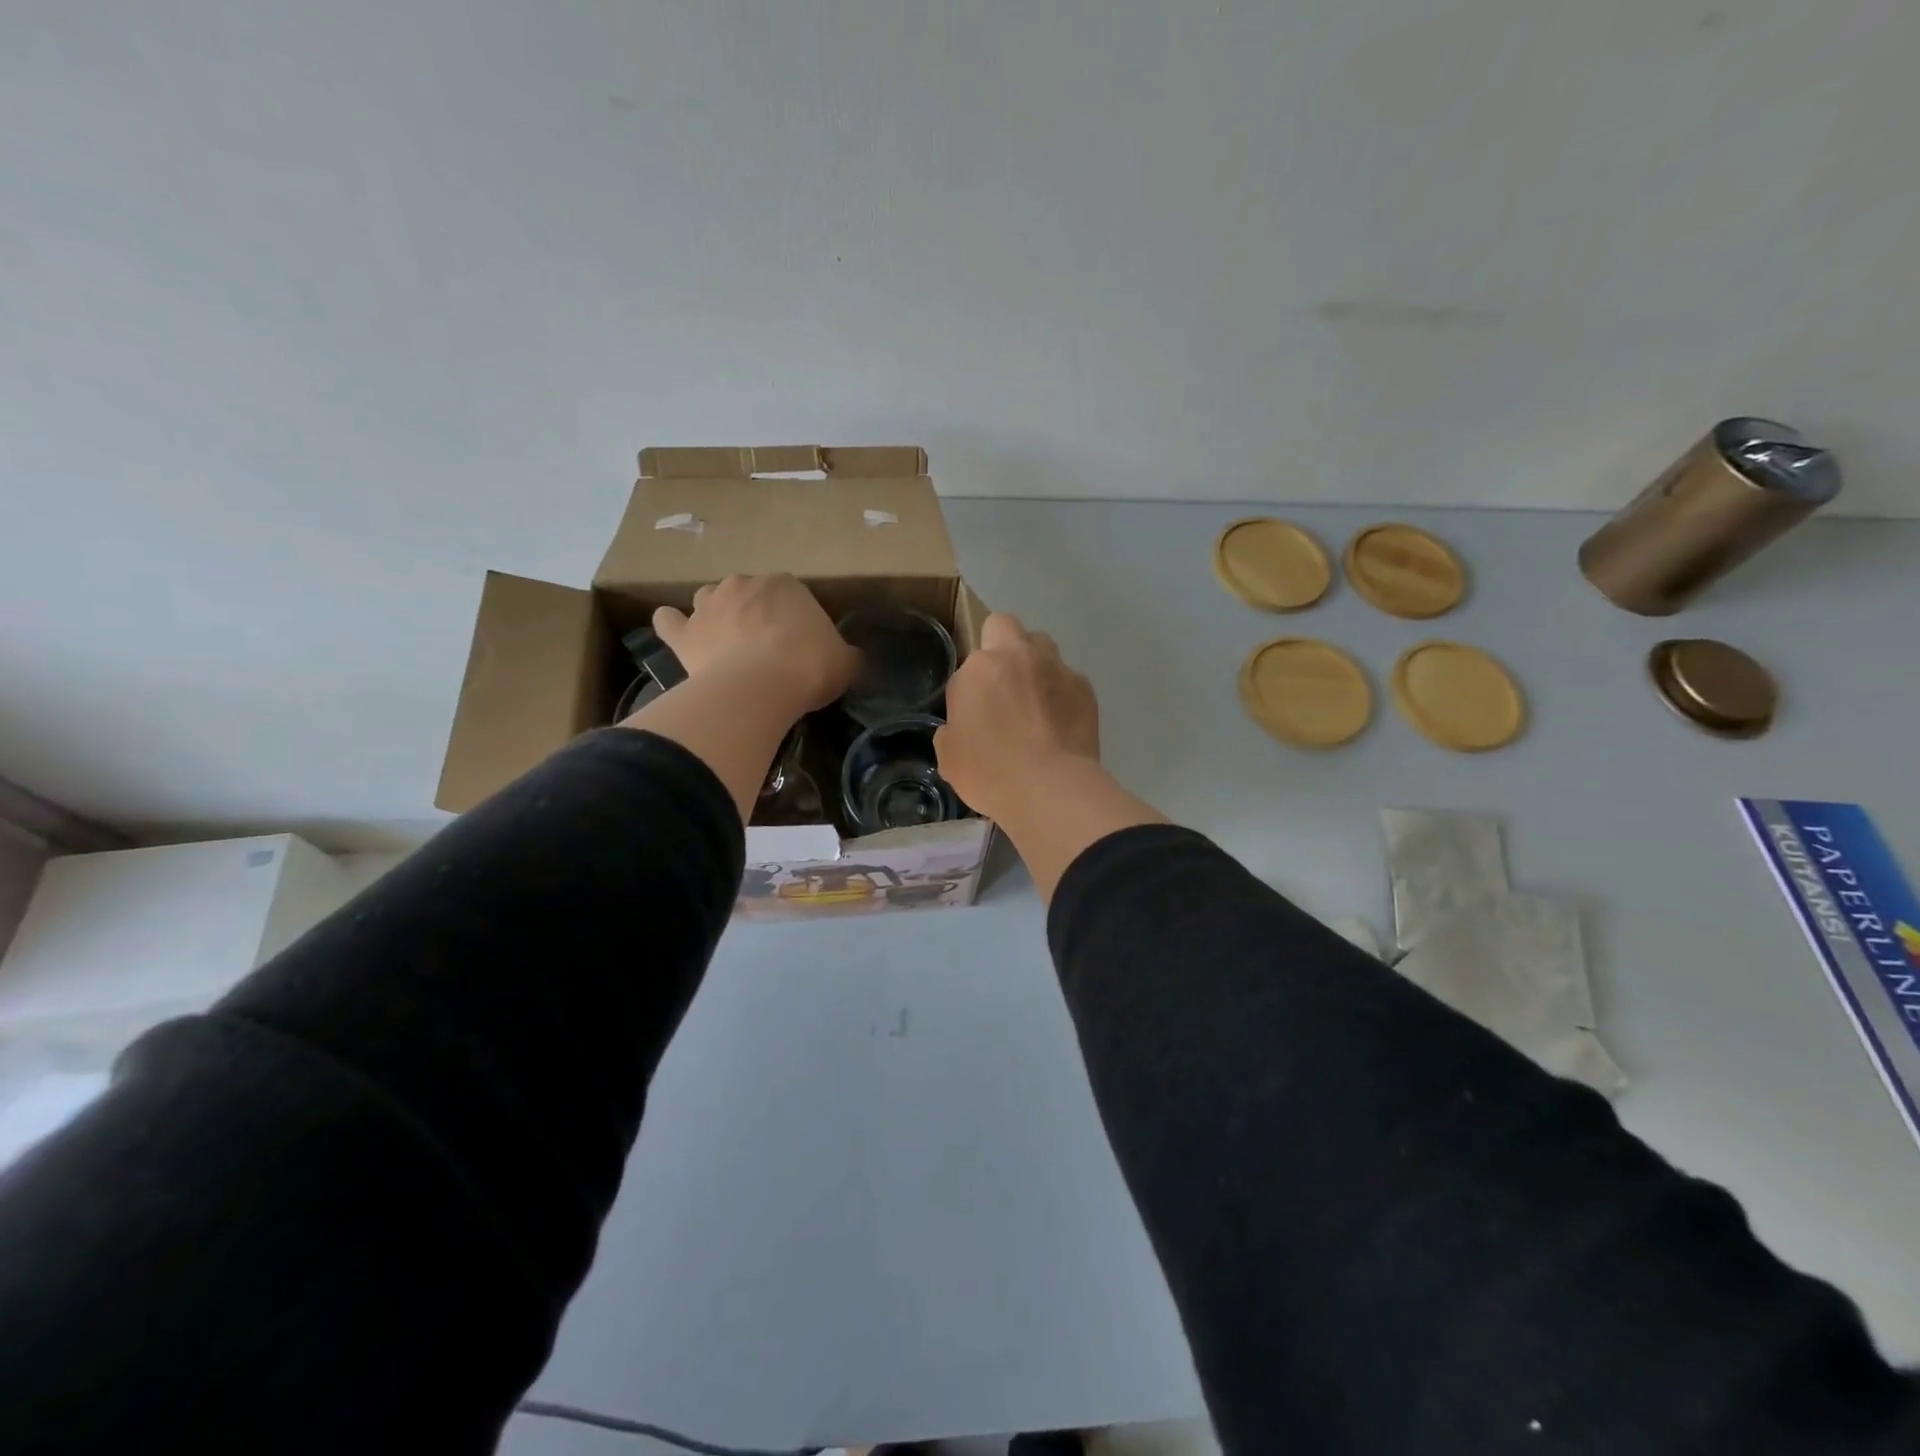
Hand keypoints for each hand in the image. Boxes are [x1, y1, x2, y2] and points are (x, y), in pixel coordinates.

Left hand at [652, 576, 858, 715]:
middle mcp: (743, 585)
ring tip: (724, 642)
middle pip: (747, 593)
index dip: (794, 619)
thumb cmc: (809, 667)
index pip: (791, 595)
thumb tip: (851, 657)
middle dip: (753, 613)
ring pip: (707, 600)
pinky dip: (673, 627)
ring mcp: (708, 606)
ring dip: (714, 615)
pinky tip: (679, 637)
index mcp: (786, 585)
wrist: (759, 689)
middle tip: (765, 646)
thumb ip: (847, 654)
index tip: (800, 645)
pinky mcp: (684, 634)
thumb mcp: (846, 663)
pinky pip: (669, 622)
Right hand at [935, 613, 1099, 822]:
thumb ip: (952, 730)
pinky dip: (1062, 693)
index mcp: (979, 667)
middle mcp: (1017, 656)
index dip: (970, 685)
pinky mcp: (1084, 687)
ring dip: (1034, 663)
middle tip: (1002, 684)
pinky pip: (1068, 679)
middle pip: (1004, 626)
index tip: (974, 711)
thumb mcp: (949, 756)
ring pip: (1042, 646)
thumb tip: (962, 726)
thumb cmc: (990, 772)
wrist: (1050, 789)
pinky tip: (1061, 724)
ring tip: (1035, 700)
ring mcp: (1055, 668)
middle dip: (1001, 645)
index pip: (968, 663)